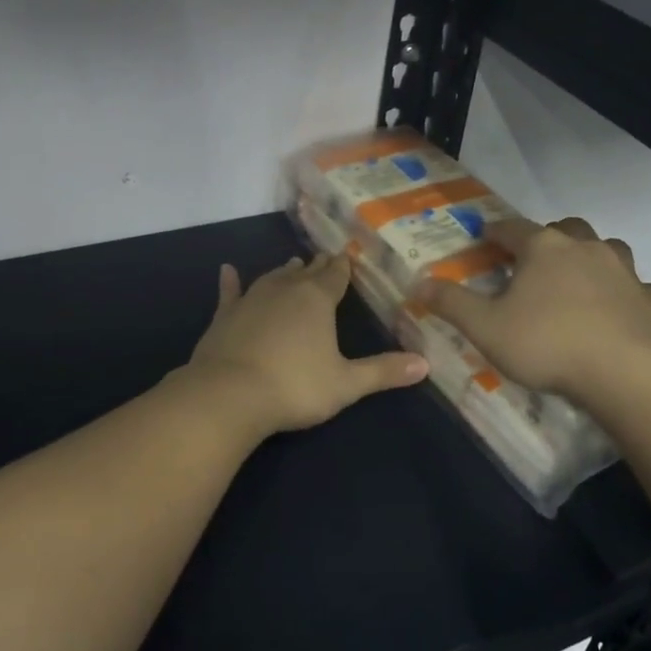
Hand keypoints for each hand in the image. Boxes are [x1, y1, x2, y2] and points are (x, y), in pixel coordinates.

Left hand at [186, 254, 428, 437]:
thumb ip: (383, 372)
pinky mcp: (224, 316)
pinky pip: (230, 292)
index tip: (345, 256)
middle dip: (315, 266)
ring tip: (291, 263)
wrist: (229, 395)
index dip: (342, 268)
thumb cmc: (295, 387)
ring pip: (272, 278)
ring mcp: (251, 300)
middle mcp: (285, 290)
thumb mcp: (347, 384)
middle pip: (304, 273)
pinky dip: (230, 281)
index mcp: (317, 300)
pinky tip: (227, 269)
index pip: (334, 277)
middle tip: (322, 257)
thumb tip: (425, 364)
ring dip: (283, 271)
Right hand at [416, 217, 650, 405]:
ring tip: (576, 277)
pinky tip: (616, 308)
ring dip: (589, 256)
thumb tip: (419, 283)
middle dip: (547, 236)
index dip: (495, 231)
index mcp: (543, 248)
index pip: (512, 228)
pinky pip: (636, 286)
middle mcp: (585, 248)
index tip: (484, 236)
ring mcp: (623, 271)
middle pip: (565, 227)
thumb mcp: (485, 327)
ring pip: (606, 248)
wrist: (627, 373)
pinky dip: (623, 291)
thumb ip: (451, 303)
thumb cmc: (547, 344)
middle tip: (532, 258)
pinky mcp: (649, 300)